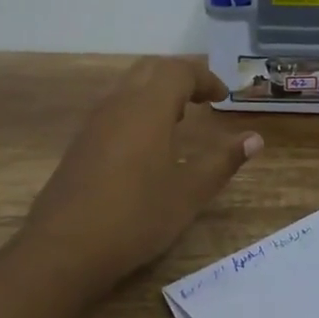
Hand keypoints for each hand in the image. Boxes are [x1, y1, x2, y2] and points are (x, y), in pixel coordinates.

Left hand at [22, 58, 262, 295]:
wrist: (64, 247)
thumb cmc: (136, 216)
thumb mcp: (189, 192)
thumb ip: (222, 161)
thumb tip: (254, 139)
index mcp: (148, 106)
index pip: (179, 71)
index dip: (205, 78)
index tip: (223, 98)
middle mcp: (119, 103)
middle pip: (151, 69)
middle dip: (180, 77)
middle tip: (202, 99)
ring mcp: (94, 122)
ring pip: (128, 87)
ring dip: (156, 92)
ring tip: (179, 120)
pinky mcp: (80, 143)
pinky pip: (114, 108)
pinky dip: (137, 110)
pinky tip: (146, 146)